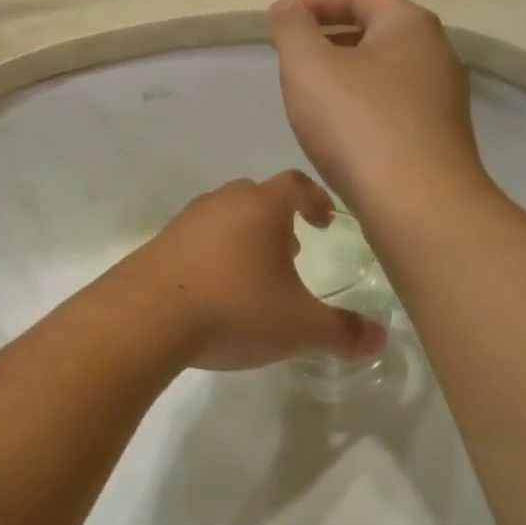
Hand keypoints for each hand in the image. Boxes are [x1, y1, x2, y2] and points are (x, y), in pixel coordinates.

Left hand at [123, 172, 388, 371]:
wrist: (145, 319)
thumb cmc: (235, 309)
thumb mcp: (299, 328)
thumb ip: (343, 333)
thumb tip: (381, 339)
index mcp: (261, 207)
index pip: (296, 185)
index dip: (316, 199)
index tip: (325, 220)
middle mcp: (222, 203)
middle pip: (257, 198)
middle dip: (279, 221)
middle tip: (292, 251)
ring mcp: (185, 222)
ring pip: (224, 218)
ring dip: (244, 238)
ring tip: (254, 275)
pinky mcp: (157, 245)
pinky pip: (195, 241)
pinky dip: (213, 256)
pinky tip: (214, 292)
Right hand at [267, 0, 486, 211]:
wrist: (419, 205)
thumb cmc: (358, 125)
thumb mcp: (308, 67)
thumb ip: (291, 30)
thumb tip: (287, 8)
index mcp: (410, 25)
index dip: (316, 0)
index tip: (283, 21)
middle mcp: (437, 54)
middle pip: (377, 31)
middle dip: (331, 39)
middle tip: (294, 59)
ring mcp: (443, 100)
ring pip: (385, 74)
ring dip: (347, 77)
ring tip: (312, 98)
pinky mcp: (440, 139)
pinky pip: (394, 109)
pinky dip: (363, 108)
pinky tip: (341, 134)